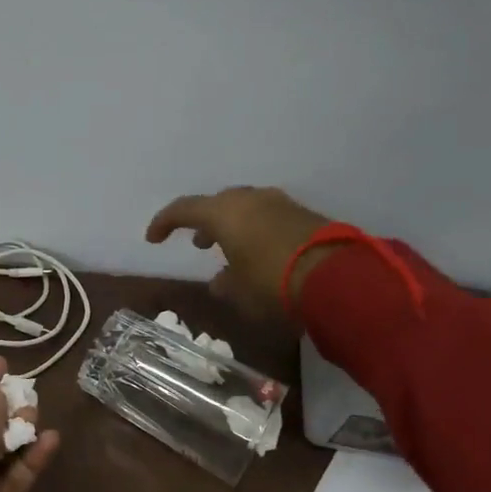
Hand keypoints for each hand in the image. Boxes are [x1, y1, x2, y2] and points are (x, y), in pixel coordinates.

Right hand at [146, 186, 333, 317]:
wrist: (337, 277)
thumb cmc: (272, 284)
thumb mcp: (240, 292)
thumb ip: (225, 283)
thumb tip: (219, 281)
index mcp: (224, 213)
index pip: (183, 209)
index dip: (164, 223)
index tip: (153, 239)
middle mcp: (250, 200)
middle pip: (218, 204)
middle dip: (205, 222)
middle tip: (200, 244)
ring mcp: (280, 204)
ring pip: (246, 208)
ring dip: (233, 226)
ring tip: (230, 251)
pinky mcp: (304, 215)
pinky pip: (269, 217)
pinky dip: (256, 230)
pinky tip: (260, 254)